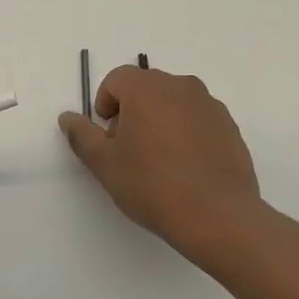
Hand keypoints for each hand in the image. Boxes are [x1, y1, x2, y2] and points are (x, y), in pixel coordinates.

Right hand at [58, 64, 264, 264]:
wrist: (218, 217)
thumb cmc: (152, 185)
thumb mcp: (104, 163)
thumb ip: (82, 135)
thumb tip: (68, 118)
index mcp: (146, 87)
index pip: (116, 81)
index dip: (105, 106)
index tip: (108, 139)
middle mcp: (180, 86)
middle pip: (145, 89)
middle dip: (131, 113)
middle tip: (129, 151)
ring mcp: (209, 105)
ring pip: (173, 103)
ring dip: (160, 122)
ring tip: (158, 162)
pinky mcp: (230, 127)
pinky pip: (197, 120)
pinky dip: (186, 134)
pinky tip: (185, 169)